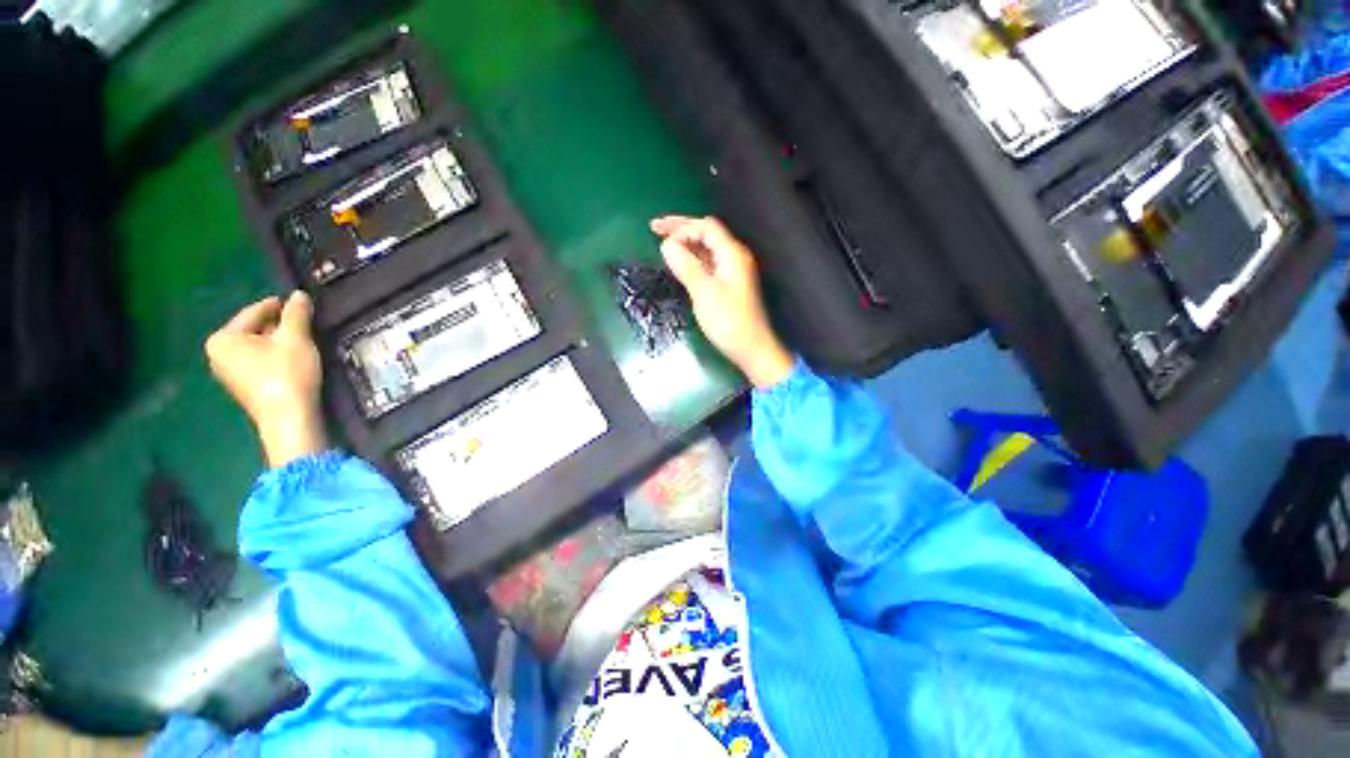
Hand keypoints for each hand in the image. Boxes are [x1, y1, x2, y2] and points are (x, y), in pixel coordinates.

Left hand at [205, 292, 327, 466]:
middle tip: (305, 323)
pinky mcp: (242, 386)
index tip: (301, 303)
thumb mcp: (295, 338)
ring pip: (257, 346)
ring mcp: (227, 372)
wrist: (289, 417)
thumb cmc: (287, 373)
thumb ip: (296, 314)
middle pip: (254, 329)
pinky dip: (274, 356)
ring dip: (278, 341)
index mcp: (223, 338)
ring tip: (303, 340)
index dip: (279, 306)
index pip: (254, 312)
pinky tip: (293, 358)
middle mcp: (217, 353)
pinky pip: (258, 361)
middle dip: (279, 325)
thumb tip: (299, 294)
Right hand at [651, 215, 794, 388]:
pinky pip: (708, 263)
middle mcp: (734, 257)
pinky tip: (680, 263)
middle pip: (706, 233)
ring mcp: (732, 271)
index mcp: (732, 254)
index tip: (659, 236)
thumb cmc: (729, 321)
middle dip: (681, 229)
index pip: (705, 227)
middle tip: (655, 228)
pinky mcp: (728, 284)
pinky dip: (692, 259)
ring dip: (685, 243)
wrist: (751, 348)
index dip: (682, 227)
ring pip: (706, 248)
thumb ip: (686, 266)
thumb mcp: (704, 292)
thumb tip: (667, 245)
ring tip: (663, 243)